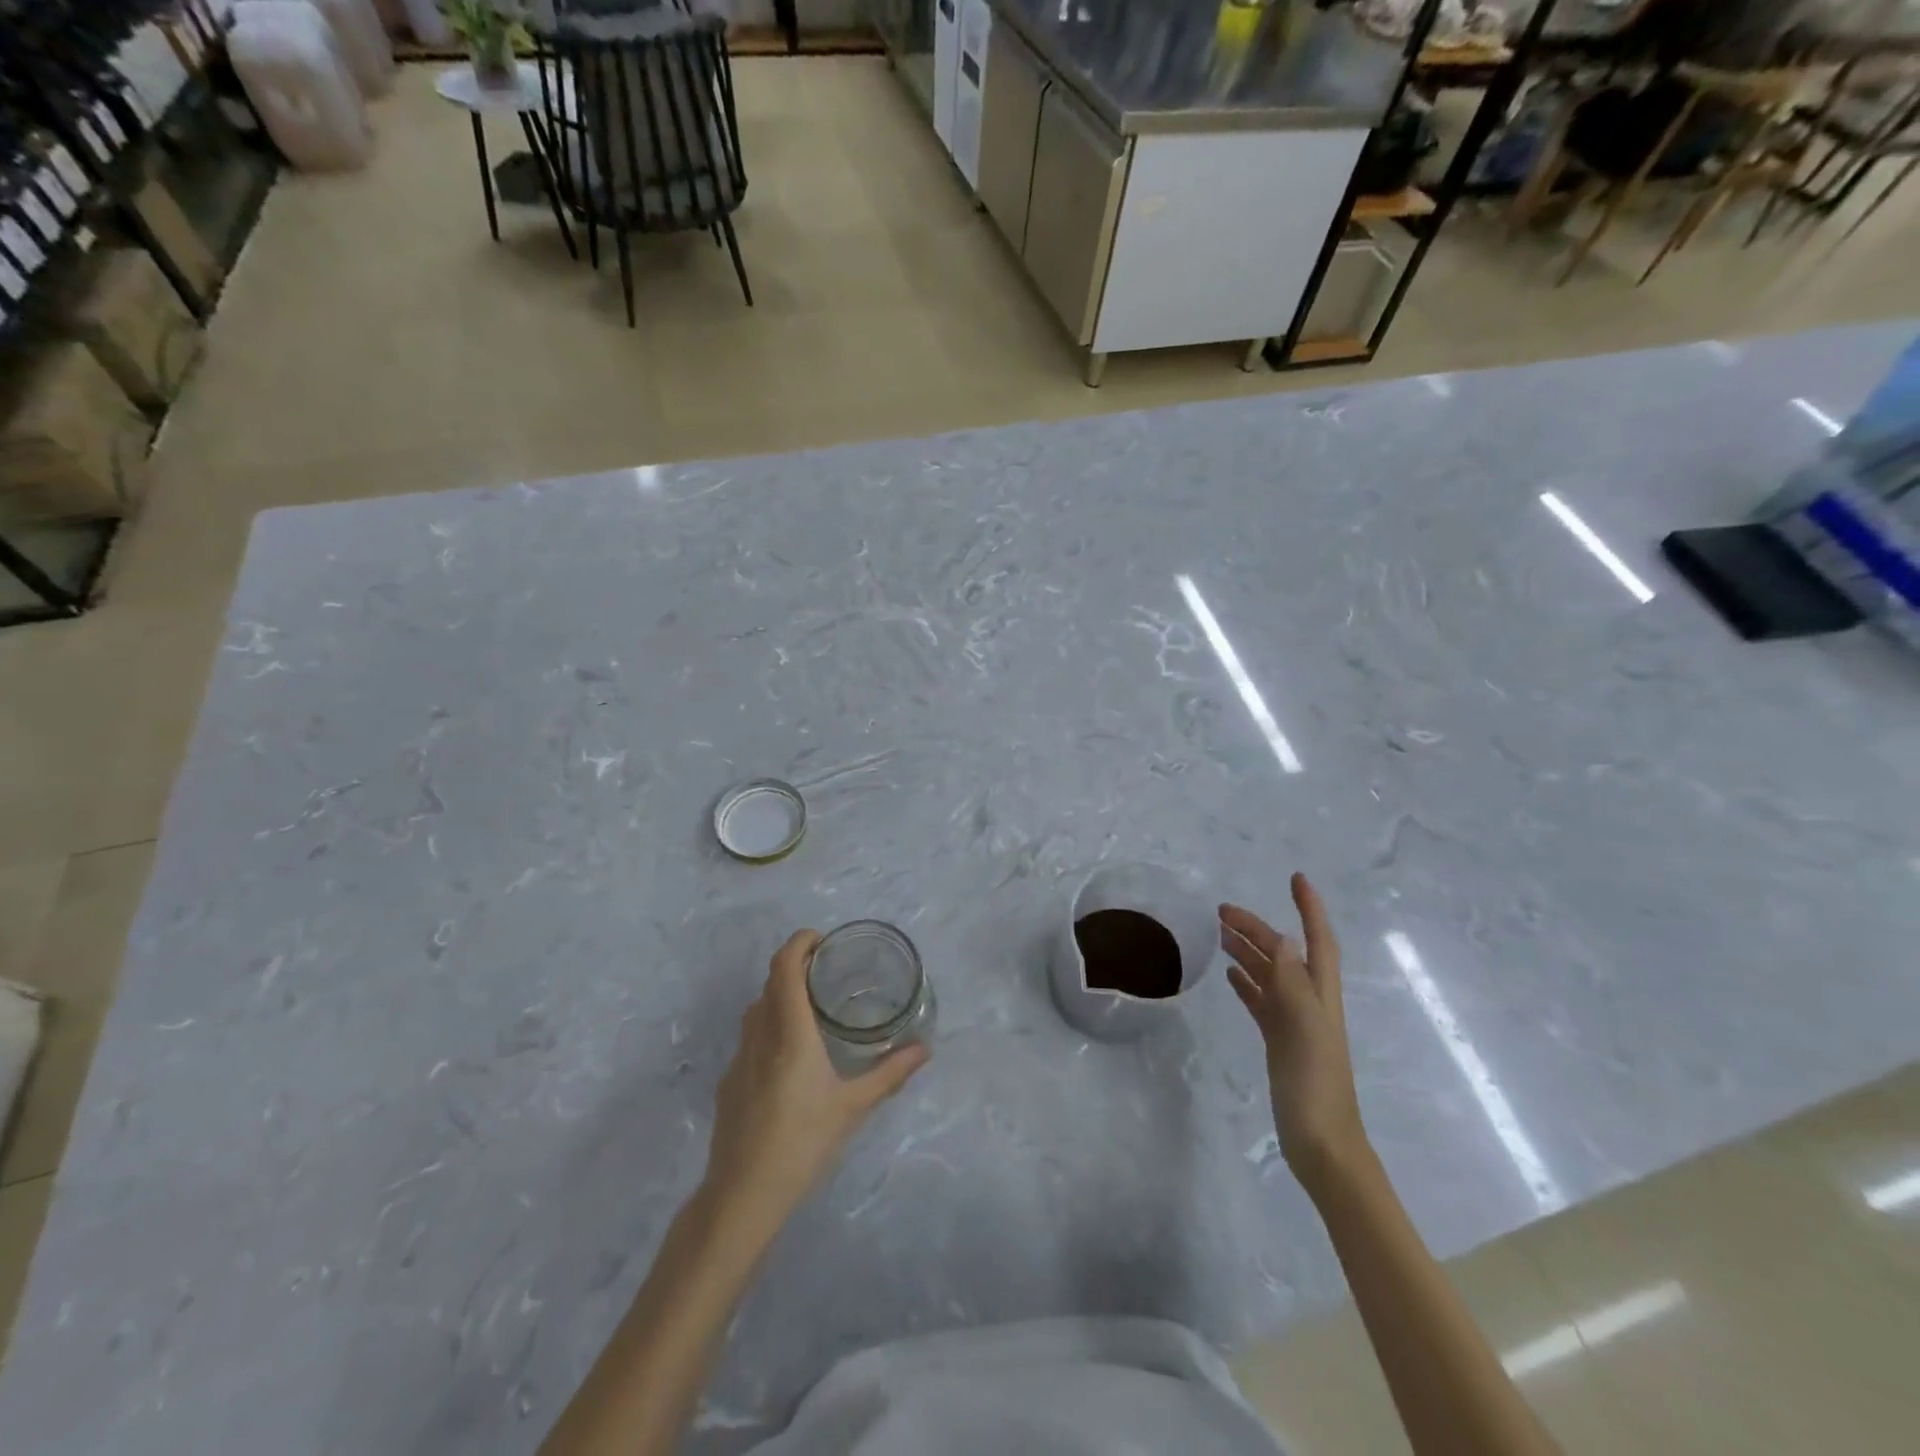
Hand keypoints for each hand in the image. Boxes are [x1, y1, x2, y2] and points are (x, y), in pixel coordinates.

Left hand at [703, 930, 927, 1229]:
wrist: (742, 1195)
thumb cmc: (802, 1142)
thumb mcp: (853, 1107)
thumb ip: (890, 1074)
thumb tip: (924, 1049)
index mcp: (789, 1032)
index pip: (785, 967)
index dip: (799, 943)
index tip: (822, 939)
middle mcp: (759, 1035)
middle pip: (770, 982)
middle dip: (795, 966)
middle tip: (827, 971)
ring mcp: (739, 1058)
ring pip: (757, 1009)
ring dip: (780, 995)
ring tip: (812, 1008)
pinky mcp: (729, 1081)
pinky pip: (750, 1037)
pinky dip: (769, 1026)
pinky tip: (790, 1057)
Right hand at [1221, 874, 1366, 1188]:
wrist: (1322, 1143)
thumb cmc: (1315, 1085)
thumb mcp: (1304, 1030)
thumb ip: (1292, 984)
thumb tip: (1282, 939)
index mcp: (1319, 994)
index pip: (1317, 940)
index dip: (1309, 909)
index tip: (1296, 879)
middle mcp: (1308, 1001)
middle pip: (1284, 953)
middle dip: (1258, 928)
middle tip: (1222, 911)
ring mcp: (1293, 1022)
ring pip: (1269, 974)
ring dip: (1248, 951)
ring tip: (1219, 934)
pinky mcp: (1279, 1042)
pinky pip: (1260, 1001)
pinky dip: (1246, 983)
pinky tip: (1229, 976)